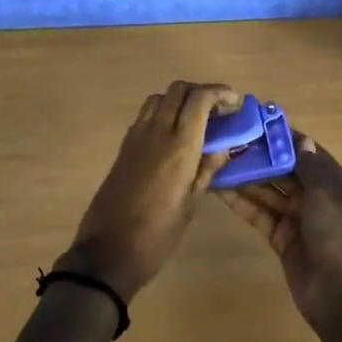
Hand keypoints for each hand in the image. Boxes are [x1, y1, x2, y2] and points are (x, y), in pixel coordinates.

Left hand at [56, 81, 239, 301]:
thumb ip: (207, 169)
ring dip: (179, 99)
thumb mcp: (190, 204)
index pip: (199, 98)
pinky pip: (145, 115)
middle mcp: (157, 131)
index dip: (218, 92)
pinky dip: (162, 112)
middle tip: (217, 111)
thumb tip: (225, 145)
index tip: (233, 102)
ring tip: (195, 121)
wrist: (108, 251)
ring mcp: (136, 136)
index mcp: (179, 146)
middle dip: (200, 91)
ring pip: (159, 98)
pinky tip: (172, 136)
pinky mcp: (123, 146)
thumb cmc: (157, 235)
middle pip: (178, 89)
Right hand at [218, 133, 341, 328]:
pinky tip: (219, 189)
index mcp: (331, 181)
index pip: (304, 151)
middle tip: (227, 139)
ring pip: (266, 190)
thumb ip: (309, 166)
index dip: (282, 137)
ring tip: (216, 160)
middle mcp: (313, 195)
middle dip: (257, 156)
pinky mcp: (279, 236)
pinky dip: (241, 202)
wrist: (340, 294)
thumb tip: (300, 138)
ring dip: (245, 177)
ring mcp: (295, 217)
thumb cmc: (337, 236)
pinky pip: (258, 213)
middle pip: (281, 170)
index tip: (255, 121)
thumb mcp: (326, 195)